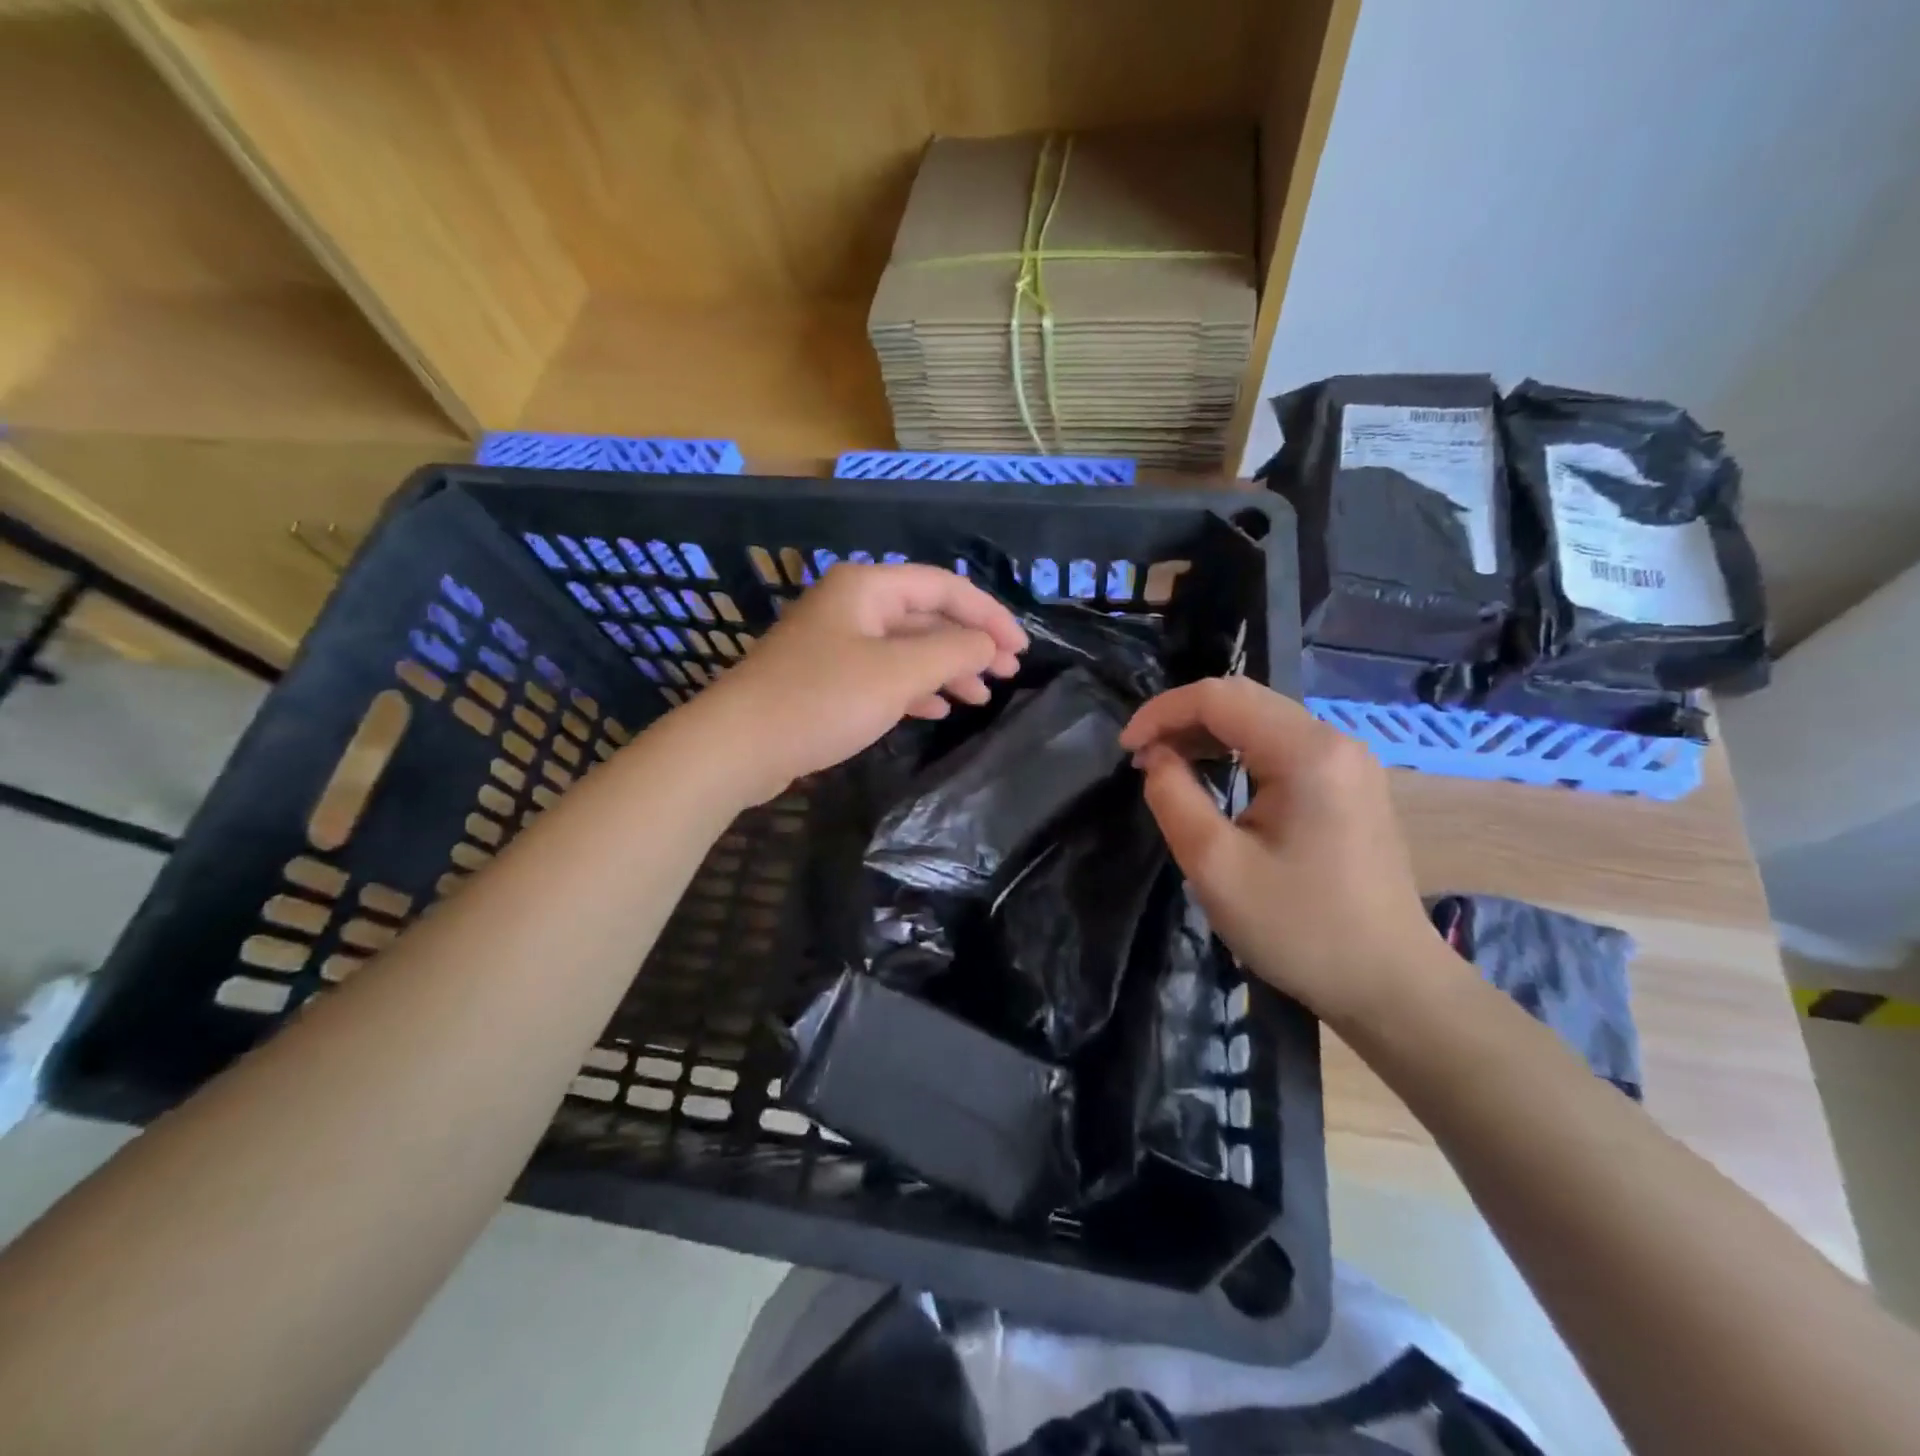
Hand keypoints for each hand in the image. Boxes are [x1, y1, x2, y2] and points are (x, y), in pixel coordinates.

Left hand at [693, 562, 1027, 803]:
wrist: (738, 745)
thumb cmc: (821, 699)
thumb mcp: (897, 673)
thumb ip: (952, 652)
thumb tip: (989, 643)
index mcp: (868, 588)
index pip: (944, 587)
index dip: (988, 615)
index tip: (1020, 649)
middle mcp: (853, 606)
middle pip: (926, 616)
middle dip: (969, 644)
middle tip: (1006, 674)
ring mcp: (837, 642)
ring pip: (907, 648)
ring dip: (946, 669)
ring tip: (980, 697)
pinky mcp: (827, 678)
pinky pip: (884, 674)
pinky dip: (914, 688)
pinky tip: (936, 709)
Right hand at [1119, 677, 1445, 1026]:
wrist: (1389, 984)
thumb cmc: (1299, 928)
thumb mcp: (1216, 866)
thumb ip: (1173, 796)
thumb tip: (1156, 756)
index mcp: (1307, 752)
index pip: (1219, 697)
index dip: (1162, 712)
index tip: (1125, 750)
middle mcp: (1334, 741)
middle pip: (1243, 700)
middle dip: (1182, 718)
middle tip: (1141, 757)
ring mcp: (1348, 762)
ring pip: (1262, 719)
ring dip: (1208, 733)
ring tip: (1167, 764)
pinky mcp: (1350, 784)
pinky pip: (1282, 745)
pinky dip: (1238, 751)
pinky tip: (1215, 776)